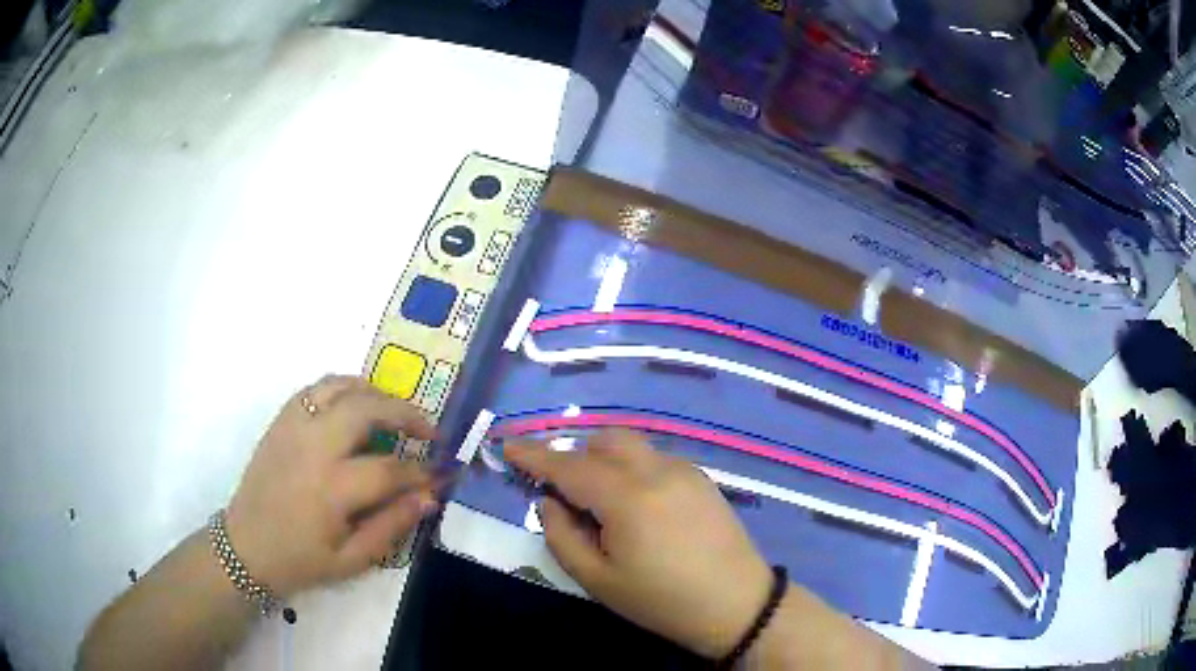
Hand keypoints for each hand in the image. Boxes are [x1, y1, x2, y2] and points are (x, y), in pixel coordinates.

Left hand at [224, 376, 439, 597]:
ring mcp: (293, 427)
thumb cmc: (300, 559)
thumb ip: (392, 526)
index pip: (390, 469)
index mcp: (331, 488)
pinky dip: (343, 388)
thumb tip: (429, 497)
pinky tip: (356, 404)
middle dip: (406, 414)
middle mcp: (313, 447)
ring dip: (375, 392)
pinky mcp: (281, 421)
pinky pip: (316, 388)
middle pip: (368, 409)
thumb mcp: (351, 560)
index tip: (441, 474)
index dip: (422, 471)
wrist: (246, 546)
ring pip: (341, 387)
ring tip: (395, 410)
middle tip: (429, 429)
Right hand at [505, 430, 771, 658]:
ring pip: (631, 446)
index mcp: (627, 498)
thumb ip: (562, 536)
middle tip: (563, 491)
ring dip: (605, 460)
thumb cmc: (661, 600)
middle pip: (604, 441)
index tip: (508, 446)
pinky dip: (631, 469)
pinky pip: (654, 459)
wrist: (736, 603)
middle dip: (575, 456)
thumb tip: (549, 502)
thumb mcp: (598, 580)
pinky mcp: (701, 478)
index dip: (535, 455)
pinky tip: (637, 506)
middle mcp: (656, 471)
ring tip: (601, 502)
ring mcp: (684, 470)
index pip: (569, 465)